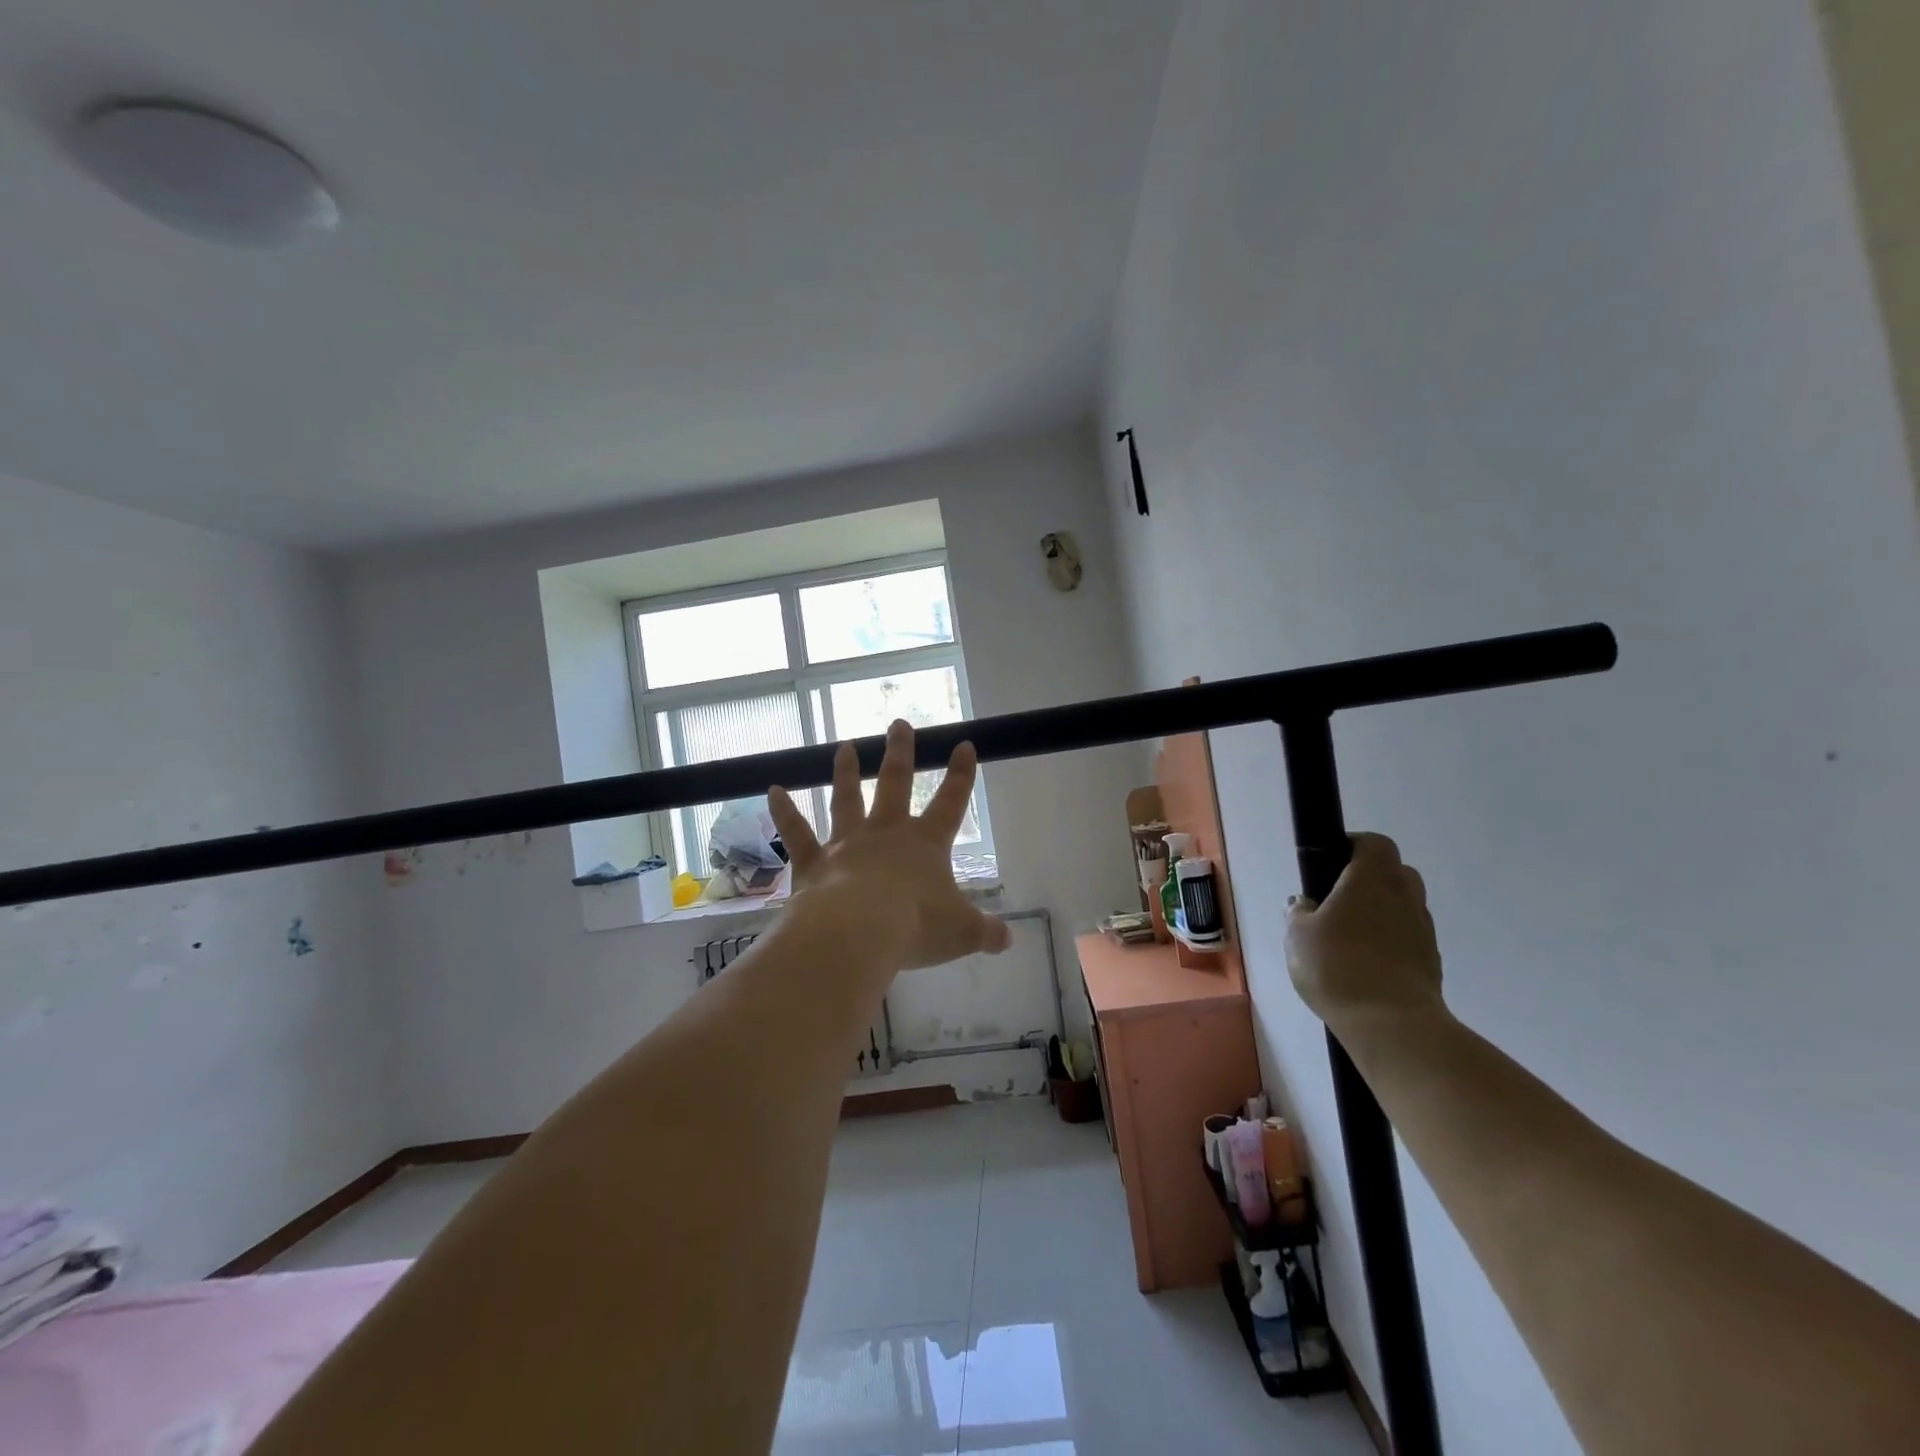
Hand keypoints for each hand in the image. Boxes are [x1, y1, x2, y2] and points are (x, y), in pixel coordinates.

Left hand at [767, 721, 1011, 970]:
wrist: (857, 932)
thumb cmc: (915, 927)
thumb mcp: (962, 933)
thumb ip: (985, 932)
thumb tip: (1007, 939)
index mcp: (925, 845)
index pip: (950, 802)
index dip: (960, 775)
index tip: (962, 744)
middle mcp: (886, 834)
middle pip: (895, 784)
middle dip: (900, 753)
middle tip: (898, 723)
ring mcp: (847, 844)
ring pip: (847, 799)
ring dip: (847, 772)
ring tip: (845, 746)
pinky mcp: (814, 862)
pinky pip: (796, 833)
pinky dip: (783, 811)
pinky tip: (772, 789)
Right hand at [1286, 832, 1445, 1027]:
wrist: (1391, 1024)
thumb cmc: (1338, 966)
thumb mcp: (1298, 935)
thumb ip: (1299, 912)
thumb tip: (1303, 903)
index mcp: (1372, 879)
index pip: (1375, 843)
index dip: (1354, 845)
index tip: (1330, 861)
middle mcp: (1404, 896)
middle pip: (1395, 872)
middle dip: (1370, 879)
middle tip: (1338, 898)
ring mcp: (1423, 930)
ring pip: (1404, 906)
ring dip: (1381, 912)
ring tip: (1350, 936)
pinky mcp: (1431, 962)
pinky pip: (1409, 938)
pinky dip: (1391, 942)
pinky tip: (1366, 964)